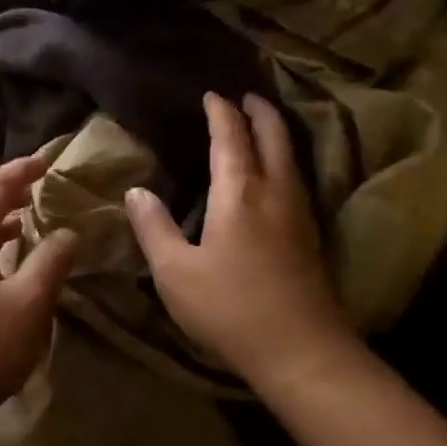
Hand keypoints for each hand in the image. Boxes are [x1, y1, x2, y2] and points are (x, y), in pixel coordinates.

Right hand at [125, 92, 354, 386]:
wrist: (301, 351)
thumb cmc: (229, 308)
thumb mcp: (175, 271)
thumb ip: (154, 228)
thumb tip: (136, 192)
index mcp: (239, 194)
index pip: (230, 139)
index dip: (221, 114)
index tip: (212, 95)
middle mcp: (275, 193)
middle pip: (273, 138)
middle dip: (260, 112)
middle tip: (247, 96)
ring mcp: (299, 215)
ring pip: (291, 158)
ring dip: (276, 134)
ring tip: (262, 125)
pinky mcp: (310, 237)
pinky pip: (296, 180)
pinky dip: (284, 161)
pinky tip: (276, 176)